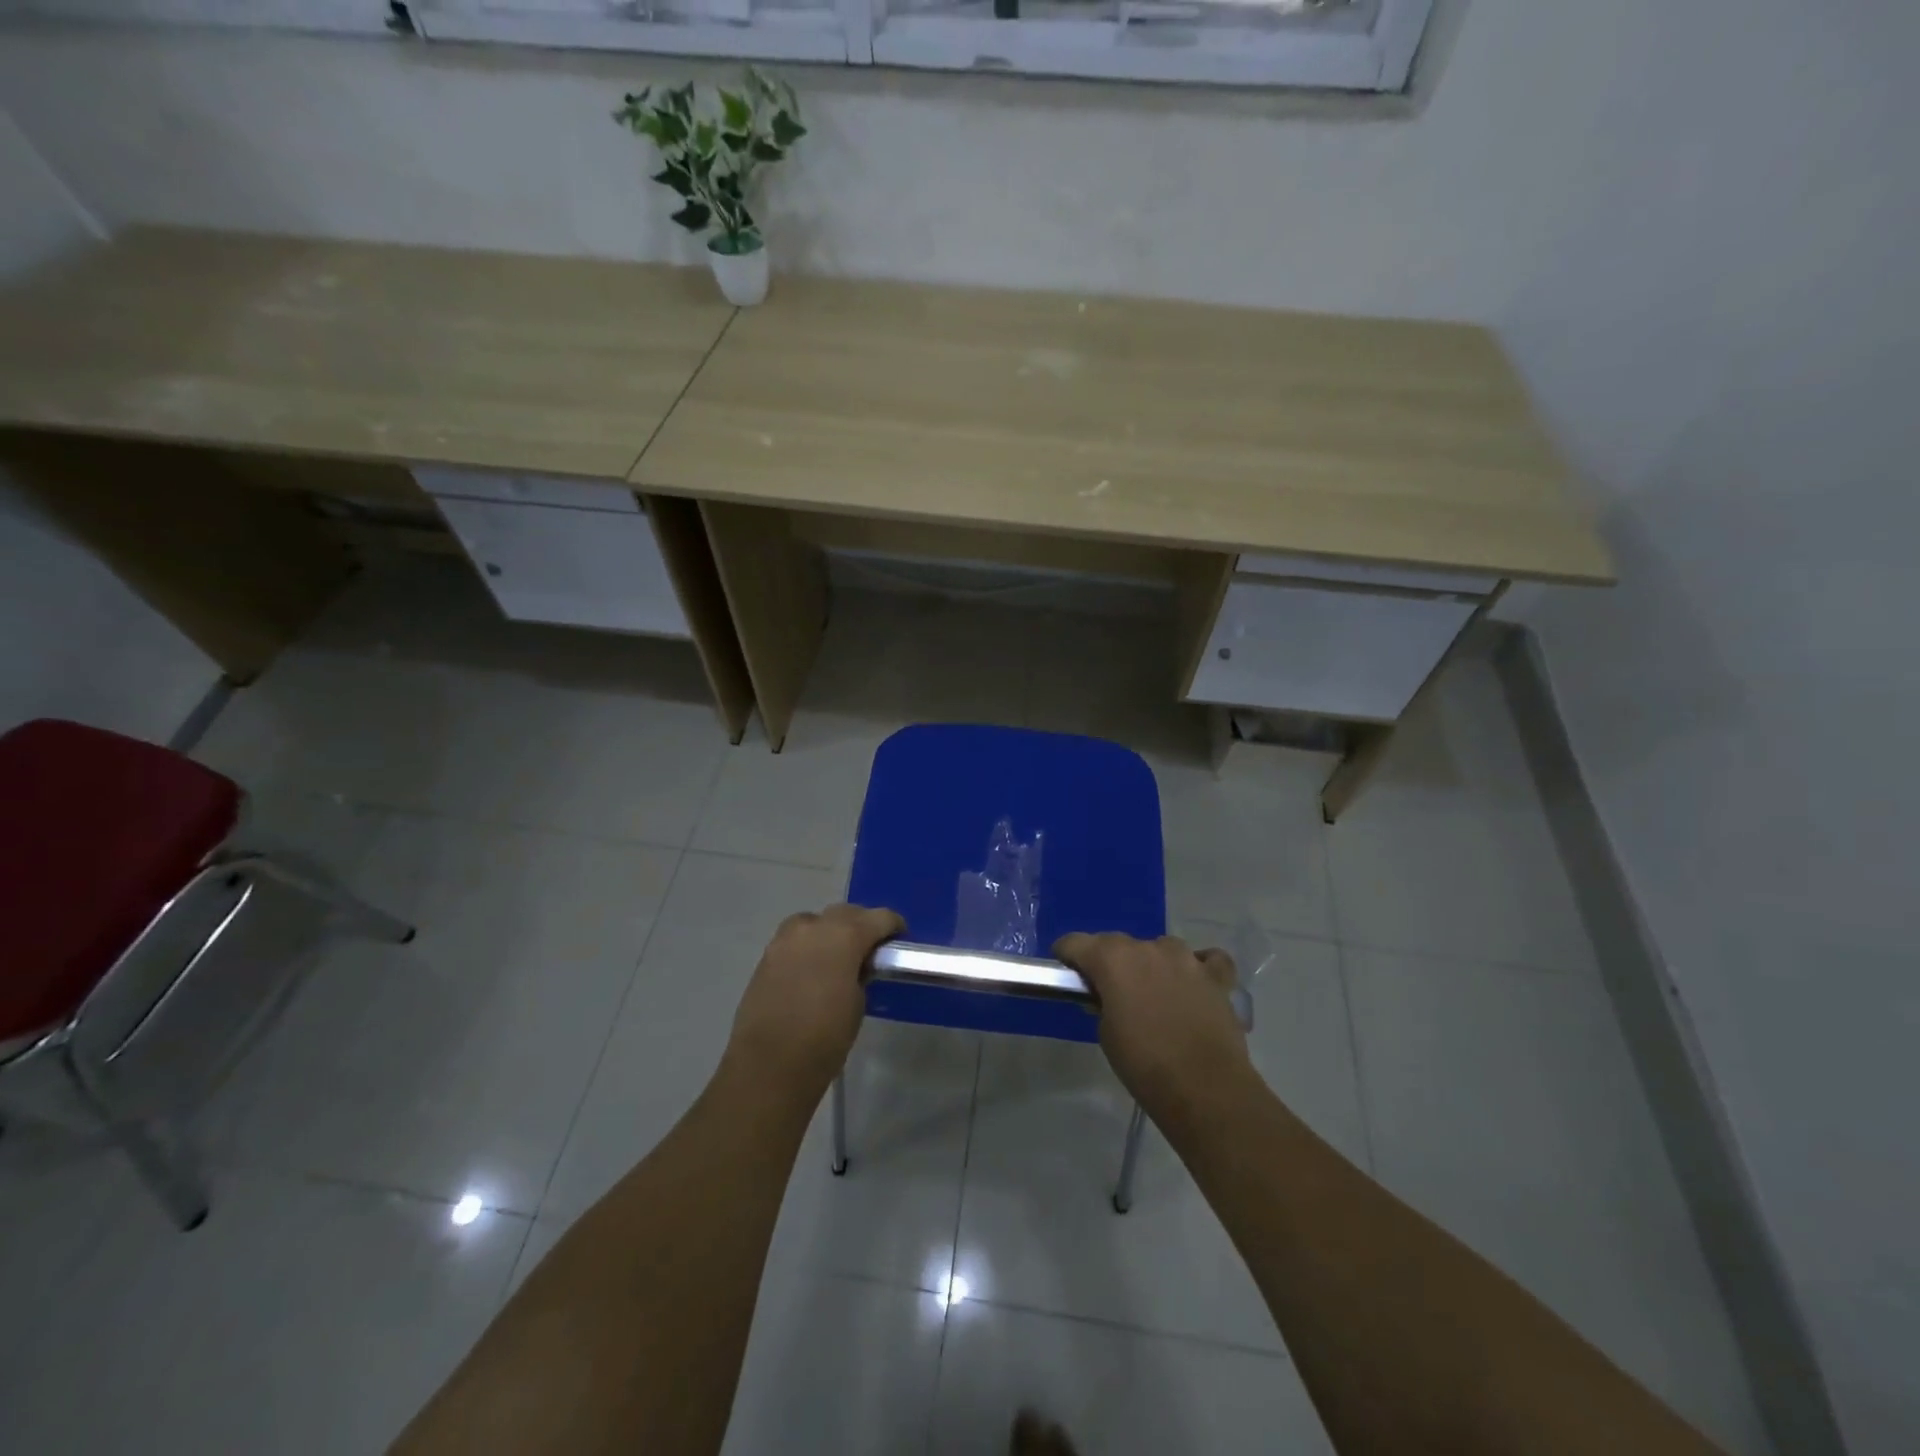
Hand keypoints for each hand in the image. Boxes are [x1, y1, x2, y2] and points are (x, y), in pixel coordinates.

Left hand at [726, 903, 904, 1098]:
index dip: (892, 926)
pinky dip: (809, 947)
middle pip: (845, 913)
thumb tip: (856, 965)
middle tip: (870, 949)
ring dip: (830, 933)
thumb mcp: (858, 1002)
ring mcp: (785, 939)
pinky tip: (813, 970)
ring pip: (815, 922)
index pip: (878, 917)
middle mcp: (813, 927)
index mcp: (844, 935)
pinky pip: (795, 941)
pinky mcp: (766, 957)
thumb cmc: (825, 1037)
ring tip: (838, 958)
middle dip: (861, 925)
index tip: (899, 940)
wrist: (769, 1065)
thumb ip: (860, 972)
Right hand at [1053, 932, 1251, 1117]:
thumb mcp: (1107, 1034)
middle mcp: (1148, 948)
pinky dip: (1200, 967)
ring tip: (1156, 994)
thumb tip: (1109, 997)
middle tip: (1111, 992)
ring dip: (1153, 965)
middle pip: (1119, 944)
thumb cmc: (1144, 1064)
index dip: (1068, 955)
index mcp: (1113, 959)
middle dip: (1111, 962)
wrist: (1205, 1089)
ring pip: (1162, 948)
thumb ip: (1103, 1004)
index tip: (1067, 972)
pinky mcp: (1217, 976)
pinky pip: (1207, 960)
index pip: (1076, 942)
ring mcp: (1187, 959)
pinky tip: (1196, 984)